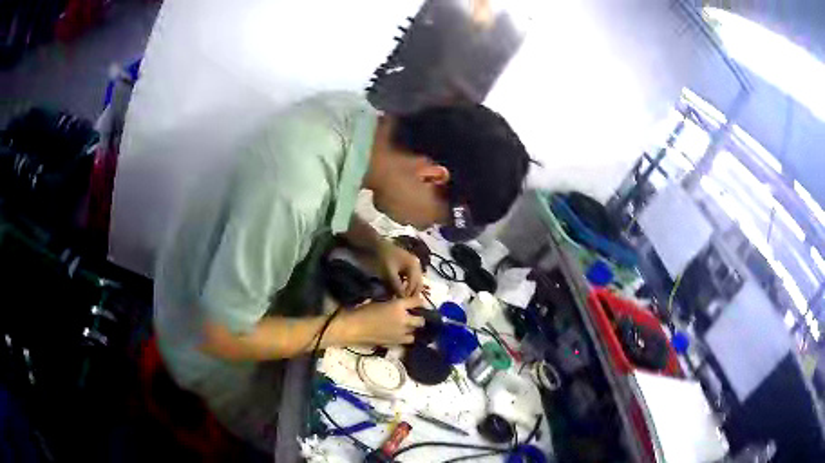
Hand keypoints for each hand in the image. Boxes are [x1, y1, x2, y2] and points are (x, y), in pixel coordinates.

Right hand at [344, 297, 424, 344]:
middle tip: (412, 316)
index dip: (418, 302)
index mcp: (398, 305)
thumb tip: (400, 305)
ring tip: (406, 327)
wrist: (354, 328)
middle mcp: (404, 319)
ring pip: (415, 332)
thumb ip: (393, 303)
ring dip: (412, 329)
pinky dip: (405, 337)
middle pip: (421, 320)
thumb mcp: (380, 301)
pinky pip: (407, 340)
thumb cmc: (362, 311)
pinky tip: (399, 334)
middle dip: (418, 318)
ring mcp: (401, 333)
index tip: (417, 303)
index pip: (417, 302)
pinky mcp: (396, 343)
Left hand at [376, 240, 423, 296]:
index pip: (414, 284)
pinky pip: (410, 278)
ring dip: (409, 289)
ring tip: (401, 297)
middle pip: (418, 283)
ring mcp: (413, 265)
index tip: (401, 301)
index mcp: (414, 266)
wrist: (377, 245)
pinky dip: (406, 284)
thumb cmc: (383, 258)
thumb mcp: (389, 273)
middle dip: (411, 293)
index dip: (408, 294)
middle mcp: (416, 265)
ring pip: (415, 281)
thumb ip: (396, 285)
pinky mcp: (408, 266)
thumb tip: (401, 299)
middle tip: (404, 302)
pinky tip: (400, 290)